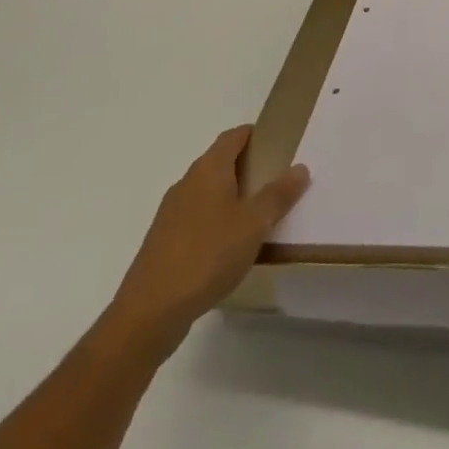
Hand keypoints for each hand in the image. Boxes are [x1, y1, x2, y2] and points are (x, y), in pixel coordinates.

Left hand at [105, 125, 309, 351]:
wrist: (149, 313)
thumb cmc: (207, 256)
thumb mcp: (254, 224)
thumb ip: (278, 195)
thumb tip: (300, 167)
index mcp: (209, 169)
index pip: (234, 136)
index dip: (256, 135)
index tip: (279, 145)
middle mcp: (187, 183)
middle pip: (220, 162)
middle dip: (247, 168)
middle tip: (275, 182)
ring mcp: (170, 213)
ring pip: (207, 192)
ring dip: (231, 197)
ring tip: (256, 217)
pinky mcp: (163, 242)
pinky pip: (196, 219)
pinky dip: (214, 222)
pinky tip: (228, 248)